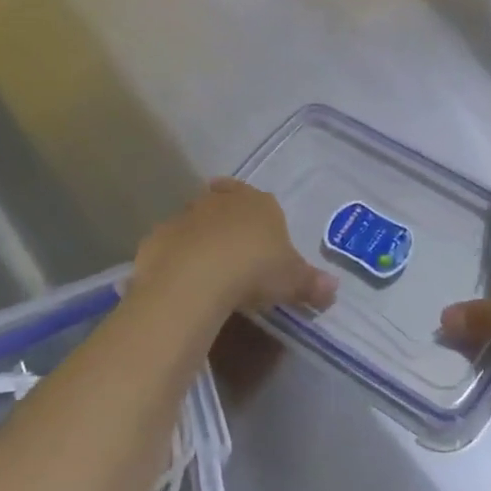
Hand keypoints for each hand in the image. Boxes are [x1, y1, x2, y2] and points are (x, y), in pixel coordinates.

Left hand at [135, 179, 335, 316]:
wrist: (193, 279)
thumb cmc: (253, 270)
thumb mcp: (292, 282)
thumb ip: (312, 284)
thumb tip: (333, 289)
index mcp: (259, 204)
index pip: (261, 200)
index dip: (261, 217)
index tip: (261, 238)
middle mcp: (222, 201)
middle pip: (225, 202)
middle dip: (228, 221)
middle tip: (234, 252)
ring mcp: (186, 215)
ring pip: (195, 220)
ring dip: (200, 238)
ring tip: (206, 270)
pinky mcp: (158, 237)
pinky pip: (170, 244)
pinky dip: (174, 258)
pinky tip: (180, 283)